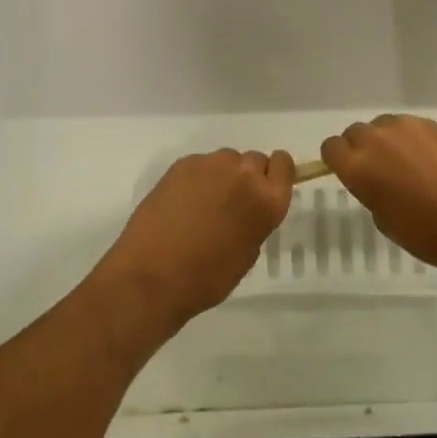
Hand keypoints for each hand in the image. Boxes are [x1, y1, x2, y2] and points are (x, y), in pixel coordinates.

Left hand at [96, 150, 293, 337]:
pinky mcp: (183, 163)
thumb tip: (249, 208)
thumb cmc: (207, 278)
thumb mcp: (247, 253)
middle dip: (247, 176)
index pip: (284, 164)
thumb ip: (256, 220)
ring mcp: (211, 164)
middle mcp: (244, 173)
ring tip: (203, 204)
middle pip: (254, 160)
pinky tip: (181, 203)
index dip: (276, 174)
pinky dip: (197, 178)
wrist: (152, 275)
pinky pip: (200, 164)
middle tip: (230, 203)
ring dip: (222, 175)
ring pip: (226, 159)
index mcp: (267, 200)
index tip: (264, 187)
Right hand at [320, 115, 436, 280]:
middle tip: (381, 170)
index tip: (351, 173)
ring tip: (408, 163)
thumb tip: (377, 180)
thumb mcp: (386, 221)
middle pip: (356, 132)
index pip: (331, 148)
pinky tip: (431, 160)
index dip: (338, 160)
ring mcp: (406, 126)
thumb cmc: (429, 234)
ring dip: (388, 140)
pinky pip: (411, 126)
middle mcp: (376, 139)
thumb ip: (371, 192)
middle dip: (362, 148)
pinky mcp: (433, 123)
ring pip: (384, 125)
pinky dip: (413, 139)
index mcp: (358, 166)